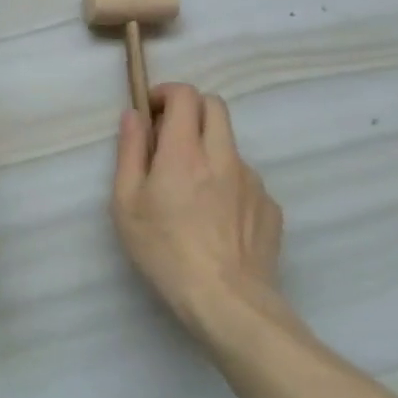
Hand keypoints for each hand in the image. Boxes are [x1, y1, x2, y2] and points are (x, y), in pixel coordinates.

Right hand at [111, 84, 284, 336]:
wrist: (228, 303)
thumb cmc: (165, 251)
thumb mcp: (127, 202)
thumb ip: (129, 151)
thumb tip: (134, 116)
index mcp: (185, 150)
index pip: (185, 95)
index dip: (166, 93)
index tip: (151, 113)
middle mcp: (223, 155)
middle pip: (214, 106)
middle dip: (190, 111)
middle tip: (170, 141)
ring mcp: (252, 181)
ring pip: (230, 145)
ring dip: (209, 150)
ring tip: (191, 192)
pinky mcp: (270, 207)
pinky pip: (246, 180)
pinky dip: (227, 183)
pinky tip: (216, 219)